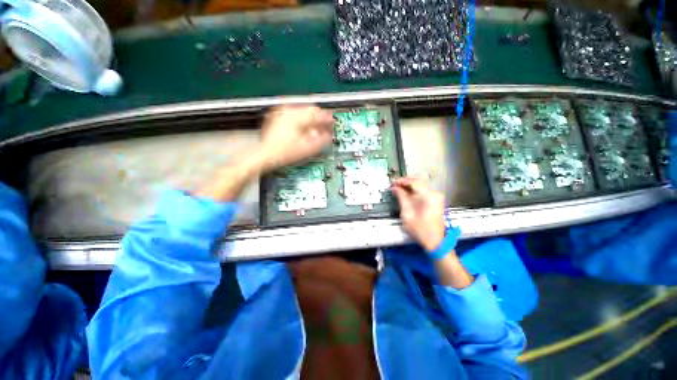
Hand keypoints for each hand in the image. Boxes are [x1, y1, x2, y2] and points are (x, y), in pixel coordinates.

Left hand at [258, 105, 334, 171]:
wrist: (265, 155)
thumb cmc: (283, 153)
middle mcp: (289, 111)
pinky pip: (293, 113)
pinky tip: (302, 128)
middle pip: (310, 110)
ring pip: (302, 110)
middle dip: (319, 119)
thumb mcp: (306, 149)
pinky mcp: (276, 116)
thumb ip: (321, 141)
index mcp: (297, 117)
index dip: (327, 119)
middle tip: (324, 127)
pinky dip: (300, 119)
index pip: (318, 114)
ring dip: (310, 119)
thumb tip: (330, 136)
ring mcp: (281, 112)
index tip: (333, 123)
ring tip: (314, 129)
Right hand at [391, 177, 445, 251]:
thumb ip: (401, 198)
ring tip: (398, 188)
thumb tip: (395, 188)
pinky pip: (424, 191)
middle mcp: (435, 193)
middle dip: (405, 182)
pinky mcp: (436, 200)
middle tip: (394, 184)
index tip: (392, 183)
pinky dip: (414, 190)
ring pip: (421, 185)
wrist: (435, 241)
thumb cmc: (419, 229)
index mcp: (429, 196)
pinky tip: (406, 193)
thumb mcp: (407, 213)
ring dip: (409, 185)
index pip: (414, 182)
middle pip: (419, 182)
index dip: (402, 181)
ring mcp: (436, 197)